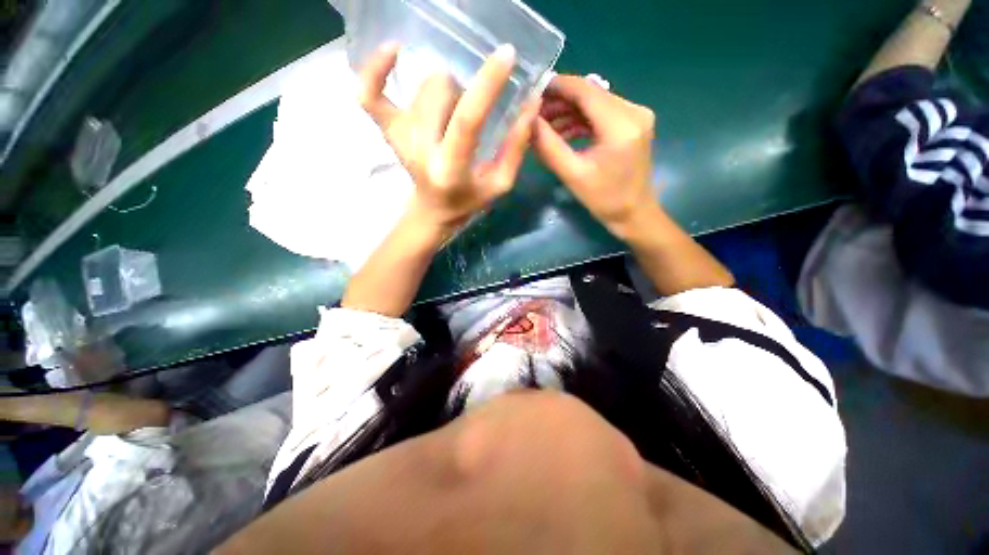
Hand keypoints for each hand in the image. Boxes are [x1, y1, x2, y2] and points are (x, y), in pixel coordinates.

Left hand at [358, 43, 540, 230]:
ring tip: (451, 115)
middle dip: (467, 94)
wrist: (433, 211)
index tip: (506, 55)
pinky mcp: (387, 131)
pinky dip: (375, 70)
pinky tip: (393, 52)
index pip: (466, 119)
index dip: (487, 85)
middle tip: (472, 114)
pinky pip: (368, 93)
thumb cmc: (469, 200)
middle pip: (442, 91)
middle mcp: (420, 150)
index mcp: (451, 168)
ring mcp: (399, 137)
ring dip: (447, 92)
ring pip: (424, 86)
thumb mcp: (501, 183)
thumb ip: (516, 146)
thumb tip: (531, 102)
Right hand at [534, 75, 657, 238]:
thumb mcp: (573, 175)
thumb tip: (528, 121)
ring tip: (544, 127)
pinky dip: (581, 120)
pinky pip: (602, 113)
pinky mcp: (633, 123)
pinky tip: (563, 132)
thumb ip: (549, 146)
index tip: (531, 92)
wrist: (634, 213)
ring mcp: (636, 115)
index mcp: (621, 124)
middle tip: (534, 115)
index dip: (557, 87)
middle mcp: (633, 111)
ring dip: (568, 112)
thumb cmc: (604, 200)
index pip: (585, 90)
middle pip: (590, 94)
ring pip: (595, 102)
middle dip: (560, 102)